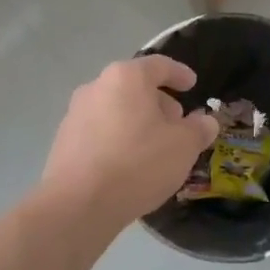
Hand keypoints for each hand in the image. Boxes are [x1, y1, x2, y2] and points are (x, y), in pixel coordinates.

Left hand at [42, 57, 220, 229]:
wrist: (79, 203)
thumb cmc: (138, 163)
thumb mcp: (183, 146)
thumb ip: (199, 129)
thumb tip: (205, 121)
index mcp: (126, 77)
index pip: (159, 65)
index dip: (179, 74)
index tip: (192, 85)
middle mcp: (96, 87)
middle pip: (134, 87)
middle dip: (159, 103)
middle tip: (177, 125)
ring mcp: (75, 114)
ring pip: (116, 110)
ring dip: (138, 123)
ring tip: (155, 149)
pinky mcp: (64, 141)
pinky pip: (101, 132)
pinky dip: (118, 139)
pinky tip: (129, 165)